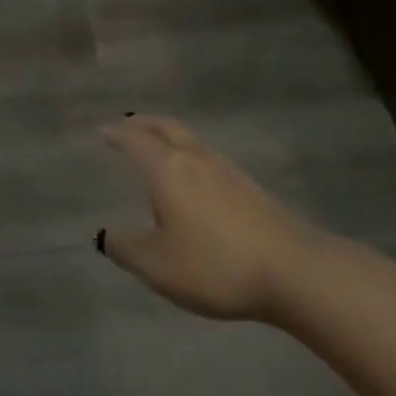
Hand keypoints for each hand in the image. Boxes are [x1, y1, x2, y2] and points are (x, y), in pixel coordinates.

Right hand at [98, 115, 328, 322]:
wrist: (293, 270)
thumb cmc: (214, 264)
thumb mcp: (157, 265)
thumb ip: (126, 248)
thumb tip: (105, 234)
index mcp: (166, 169)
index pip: (135, 142)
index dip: (116, 135)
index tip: (102, 130)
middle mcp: (195, 159)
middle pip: (165, 128)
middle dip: (143, 124)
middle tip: (127, 125)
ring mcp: (226, 170)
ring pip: (189, 140)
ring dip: (168, 136)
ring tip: (157, 148)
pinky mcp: (249, 188)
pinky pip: (207, 157)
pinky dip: (189, 155)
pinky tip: (193, 178)